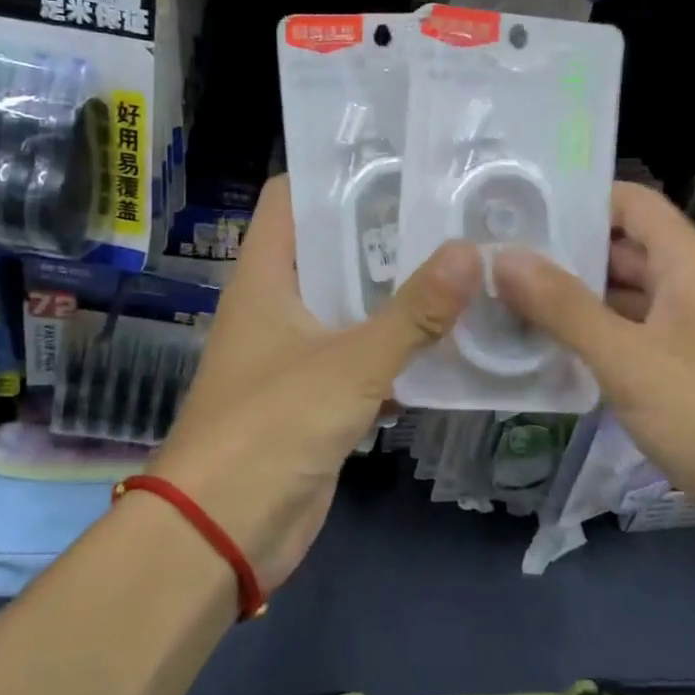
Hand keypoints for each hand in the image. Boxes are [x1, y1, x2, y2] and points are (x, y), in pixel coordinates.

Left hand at [149, 177, 480, 593]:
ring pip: (351, 304)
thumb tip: (471, 252)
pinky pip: (363, 355)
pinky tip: (451, 336)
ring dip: (396, 291)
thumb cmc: (271, 428)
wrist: (223, 533)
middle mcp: (277, 304)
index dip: (334, 174)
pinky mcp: (317, 395)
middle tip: (450, 210)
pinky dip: (398, 345)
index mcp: (265, 277)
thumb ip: (412, 313)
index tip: (397, 161)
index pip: (291, 198)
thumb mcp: (348, 364)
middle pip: (330, 248)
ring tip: (462, 261)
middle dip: (384, 232)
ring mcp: (296, 351)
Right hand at [493, 183, 694, 538]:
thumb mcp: (628, 358)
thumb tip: (503, 257)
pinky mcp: (678, 370)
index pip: (629, 202)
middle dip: (561, 250)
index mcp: (687, 263)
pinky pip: (624, 335)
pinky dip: (586, 334)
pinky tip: (539, 345)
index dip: (578, 198)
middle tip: (493, 254)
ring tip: (502, 296)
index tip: (519, 207)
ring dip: (568, 296)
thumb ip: (563, 306)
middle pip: (618, 247)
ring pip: (618, 294)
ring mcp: (684, 329)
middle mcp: (688, 285)